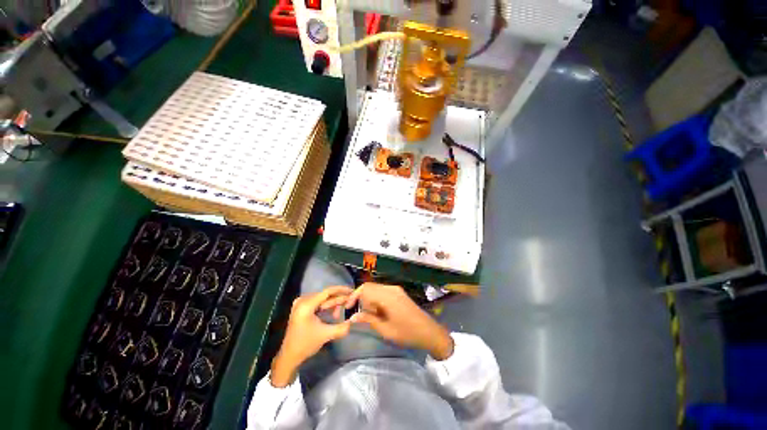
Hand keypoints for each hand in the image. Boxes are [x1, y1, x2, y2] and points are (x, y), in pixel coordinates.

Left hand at [271, 286, 352, 386]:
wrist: (289, 357)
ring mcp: (300, 303)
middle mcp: (302, 300)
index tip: (352, 291)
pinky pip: (317, 302)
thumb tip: (355, 321)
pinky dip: (326, 306)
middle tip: (349, 303)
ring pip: (322, 298)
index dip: (341, 290)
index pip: (327, 292)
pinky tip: (333, 313)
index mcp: (306, 305)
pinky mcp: (301, 308)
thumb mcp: (325, 335)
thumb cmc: (305, 345)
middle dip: (338, 299)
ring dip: (333, 304)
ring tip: (340, 312)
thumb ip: (342, 327)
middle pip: (325, 295)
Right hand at [345, 283, 453, 359]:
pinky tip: (378, 311)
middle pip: (370, 287)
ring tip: (368, 315)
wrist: (429, 332)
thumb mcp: (385, 329)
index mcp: (387, 296)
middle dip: (360, 298)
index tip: (347, 308)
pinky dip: (376, 299)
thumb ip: (368, 320)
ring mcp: (396, 289)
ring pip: (376, 289)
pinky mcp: (399, 293)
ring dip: (368, 299)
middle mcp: (391, 288)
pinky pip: (383, 291)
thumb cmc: (407, 333)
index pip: (365, 289)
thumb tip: (352, 317)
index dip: (354, 296)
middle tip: (357, 313)